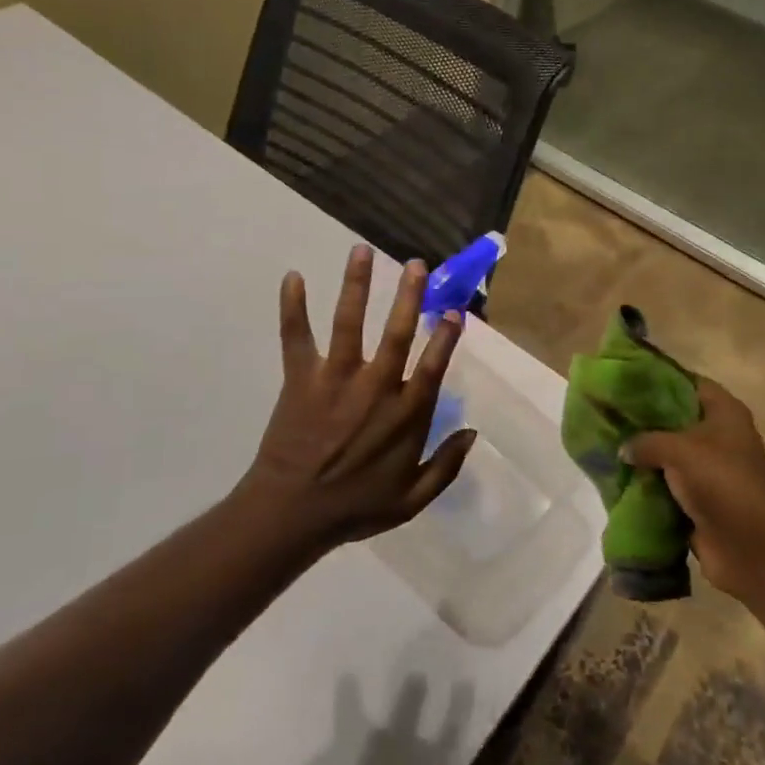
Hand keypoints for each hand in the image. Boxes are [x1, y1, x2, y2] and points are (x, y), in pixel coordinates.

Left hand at [239, 245, 474, 550]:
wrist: (292, 515)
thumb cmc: (355, 507)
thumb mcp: (412, 500)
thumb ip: (446, 467)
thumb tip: (473, 433)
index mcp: (406, 414)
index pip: (433, 364)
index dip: (446, 336)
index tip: (455, 311)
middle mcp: (375, 387)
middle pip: (397, 332)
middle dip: (409, 295)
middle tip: (416, 264)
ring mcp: (336, 379)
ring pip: (350, 323)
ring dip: (356, 285)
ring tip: (360, 250)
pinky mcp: (301, 379)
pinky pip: (296, 337)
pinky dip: (292, 307)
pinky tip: (292, 276)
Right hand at [623, 377, 764, 602]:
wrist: (751, 548)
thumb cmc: (722, 482)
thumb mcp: (680, 449)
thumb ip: (646, 440)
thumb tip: (623, 449)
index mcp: (724, 412)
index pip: (687, 383)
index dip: (658, 378)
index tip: (624, 378)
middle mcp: (717, 436)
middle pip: (674, 418)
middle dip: (643, 418)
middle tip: (607, 411)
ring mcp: (707, 470)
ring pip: (667, 453)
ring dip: (642, 454)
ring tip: (604, 442)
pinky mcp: (698, 500)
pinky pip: (665, 484)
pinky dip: (646, 483)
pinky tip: (616, 476)